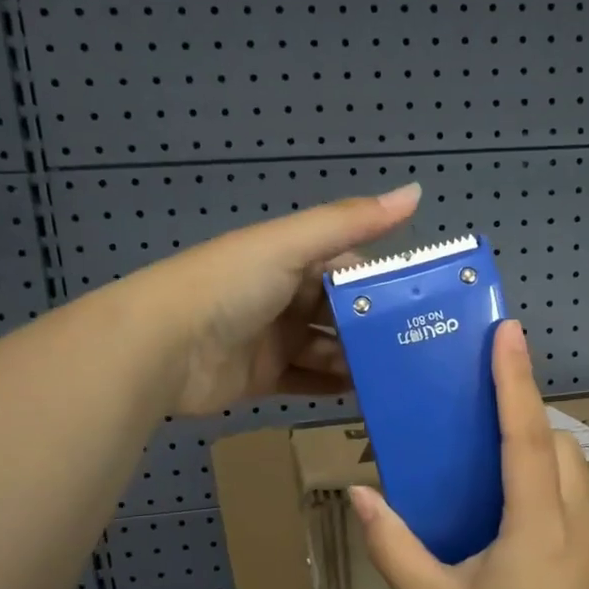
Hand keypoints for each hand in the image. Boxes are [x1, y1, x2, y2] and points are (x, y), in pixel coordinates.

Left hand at [136, 184, 420, 415]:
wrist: (161, 347)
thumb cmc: (229, 286)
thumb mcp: (291, 246)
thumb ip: (351, 222)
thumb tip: (417, 191)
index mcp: (290, 258)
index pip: (349, 265)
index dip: (384, 281)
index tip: (427, 302)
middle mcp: (284, 296)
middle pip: (341, 311)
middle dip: (376, 327)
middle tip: (422, 348)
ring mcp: (272, 339)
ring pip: (328, 349)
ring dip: (359, 360)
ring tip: (401, 376)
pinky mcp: (262, 378)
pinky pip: (308, 382)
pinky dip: (334, 388)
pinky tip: (367, 397)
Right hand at [348, 321, 588, 588]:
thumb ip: (394, 546)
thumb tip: (359, 495)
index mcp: (536, 523)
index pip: (524, 434)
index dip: (514, 379)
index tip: (507, 331)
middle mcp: (576, 521)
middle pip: (559, 445)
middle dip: (527, 417)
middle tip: (485, 414)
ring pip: (575, 473)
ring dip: (542, 454)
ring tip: (497, 466)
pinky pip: (579, 504)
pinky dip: (551, 488)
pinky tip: (518, 523)